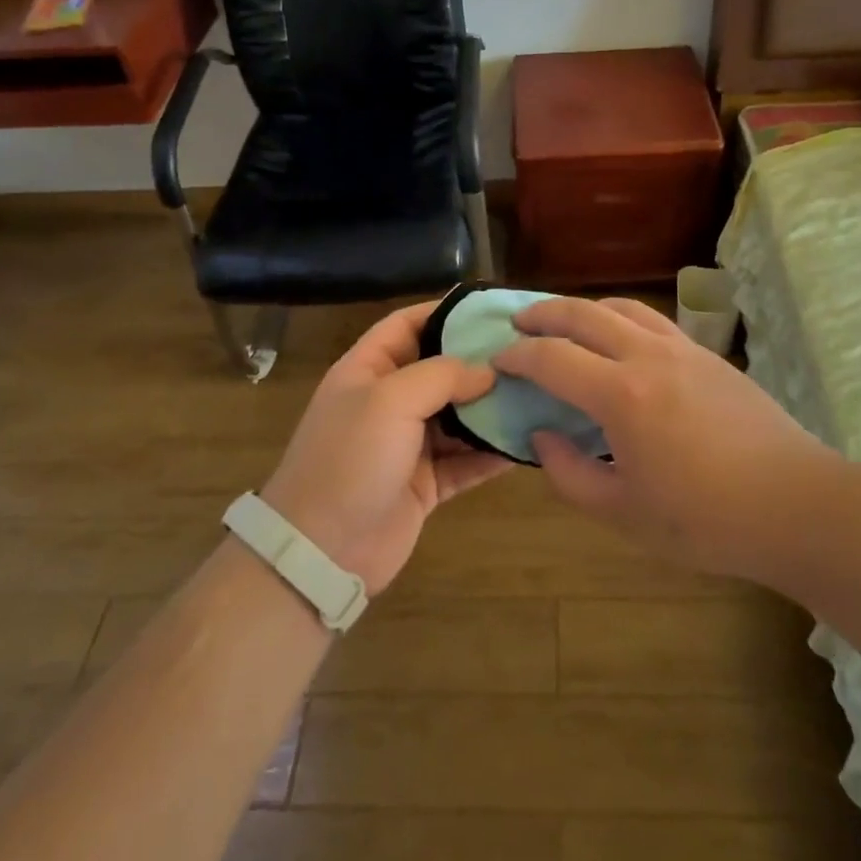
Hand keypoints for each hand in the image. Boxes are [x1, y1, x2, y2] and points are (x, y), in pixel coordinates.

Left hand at [260, 301, 508, 593]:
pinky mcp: (426, 484)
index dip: (445, 312)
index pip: (407, 325)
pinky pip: (466, 461)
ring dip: (492, 408)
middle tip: (529, 352)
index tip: (491, 309)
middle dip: (480, 361)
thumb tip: (487, 370)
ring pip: (458, 416)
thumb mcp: (390, 400)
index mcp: (367, 370)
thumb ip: (442, 375)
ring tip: (538, 392)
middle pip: (440, 370)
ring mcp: (407, 445)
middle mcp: (388, 402)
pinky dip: (492, 453)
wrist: (322, 552)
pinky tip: (527, 442)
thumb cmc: (350, 459)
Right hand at [495, 297, 833, 581]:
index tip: (497, 361)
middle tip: (518, 323)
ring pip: (621, 308)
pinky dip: (621, 318)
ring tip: (564, 323)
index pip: (552, 357)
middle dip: (543, 314)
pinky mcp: (708, 355)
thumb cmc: (705, 520)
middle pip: (583, 314)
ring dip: (583, 309)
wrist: (796, 504)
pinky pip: (652, 320)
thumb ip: (570, 474)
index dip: (517, 355)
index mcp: (621, 395)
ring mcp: (682, 349)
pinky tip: (619, 341)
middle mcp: (647, 356)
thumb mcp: (624, 513)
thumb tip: (542, 436)